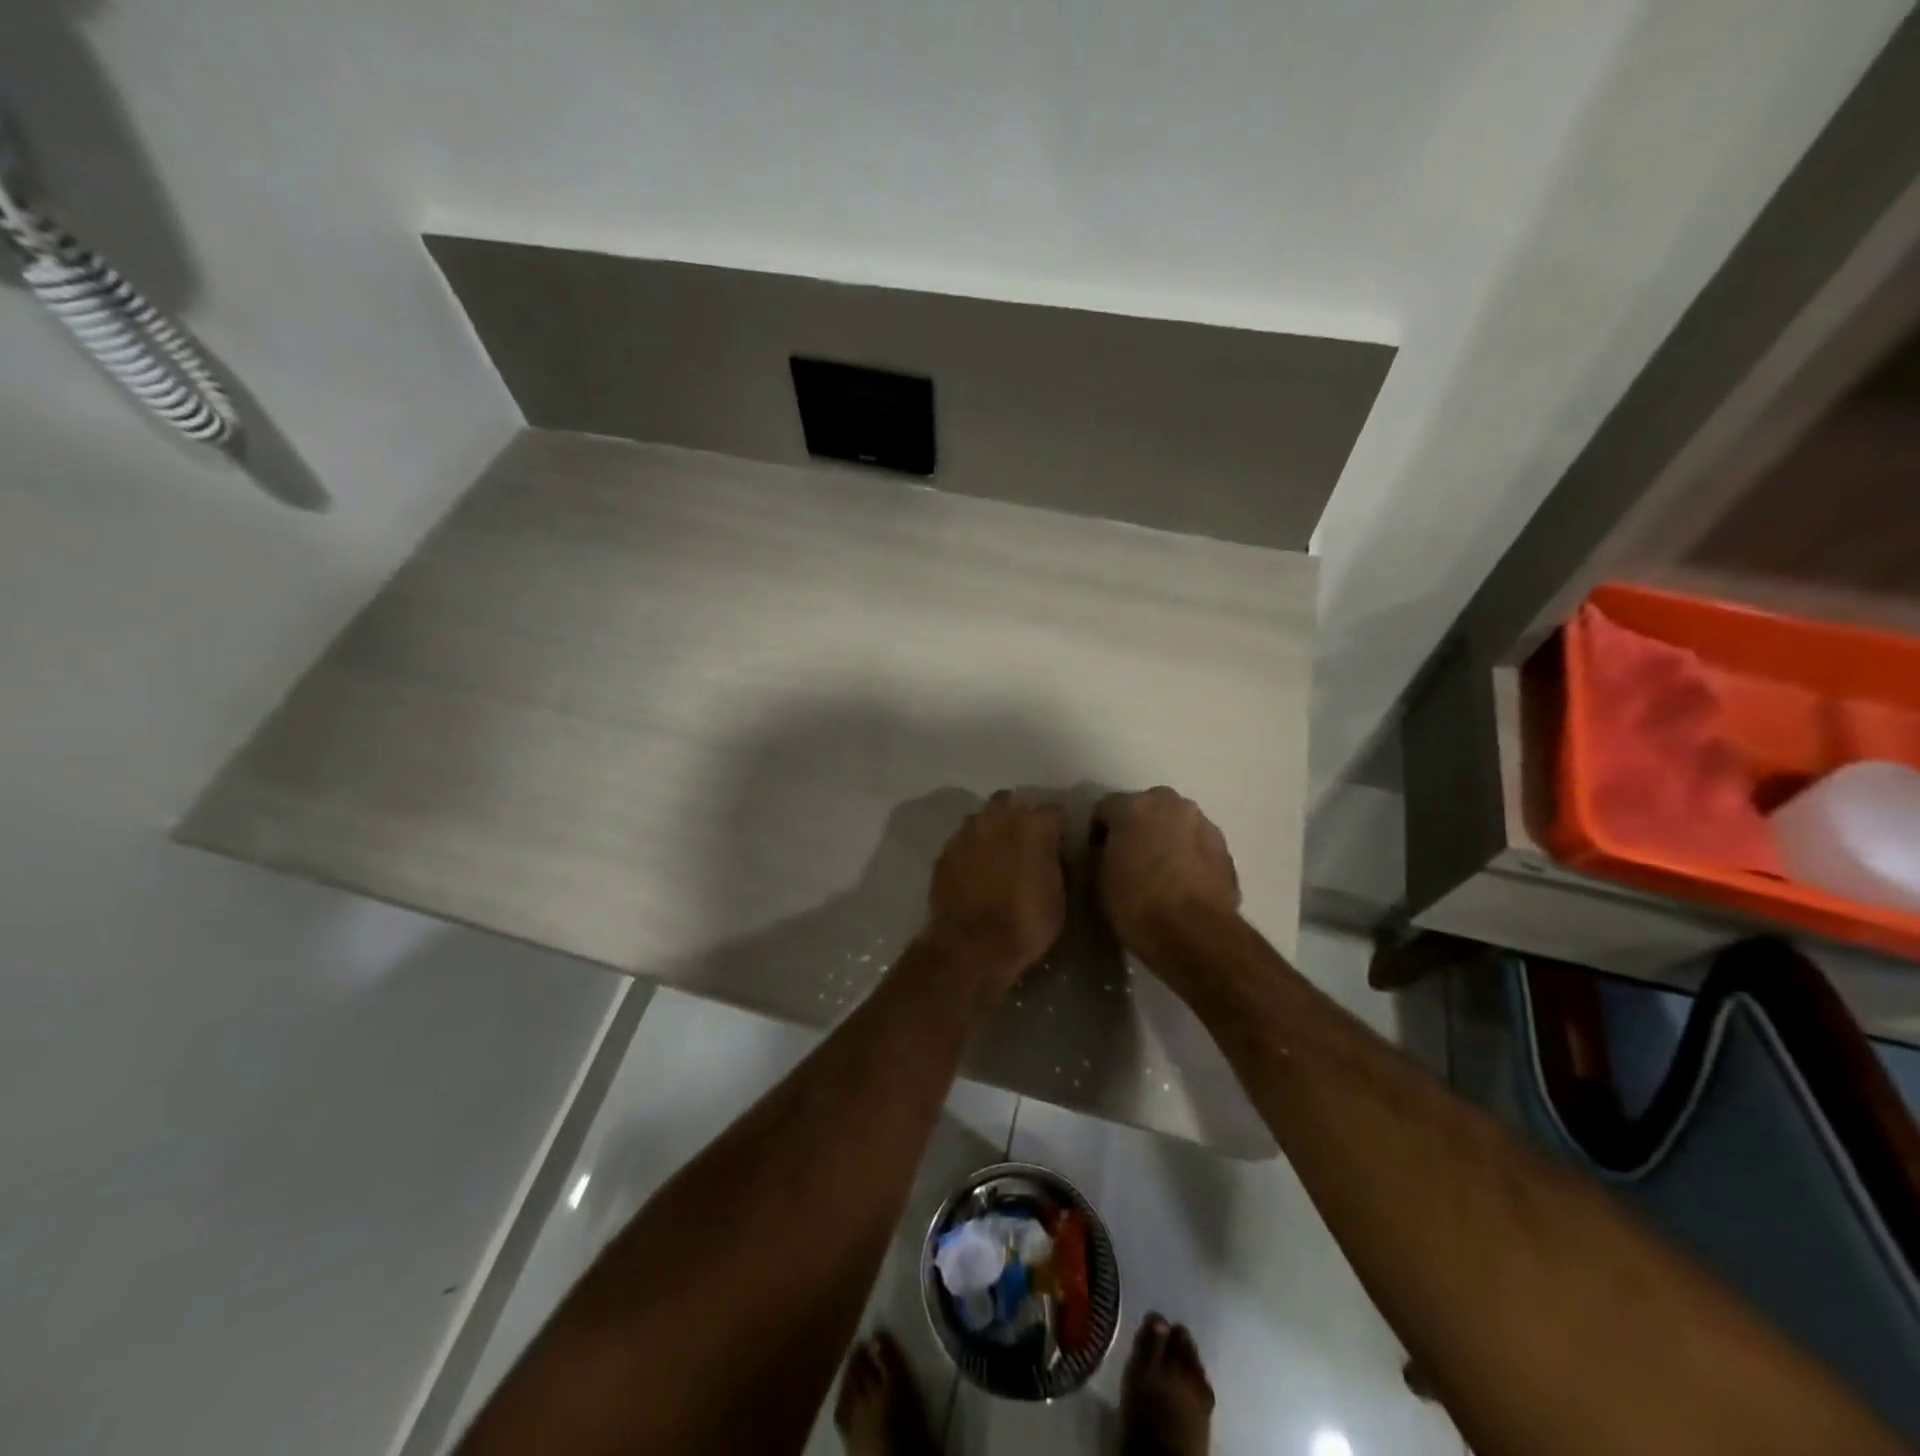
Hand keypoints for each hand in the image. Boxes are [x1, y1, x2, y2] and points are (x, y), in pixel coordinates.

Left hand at [925, 790, 1066, 1001]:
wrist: (970, 946)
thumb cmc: (1025, 924)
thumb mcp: (1058, 897)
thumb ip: (1055, 863)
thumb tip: (1052, 852)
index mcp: (1033, 826)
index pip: (1054, 811)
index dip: (1058, 828)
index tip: (1059, 844)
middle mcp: (998, 818)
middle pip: (1012, 802)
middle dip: (1019, 816)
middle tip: (1025, 842)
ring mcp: (967, 832)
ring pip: (983, 817)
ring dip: (992, 829)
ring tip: (997, 854)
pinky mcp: (945, 850)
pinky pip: (963, 840)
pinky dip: (972, 849)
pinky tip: (975, 870)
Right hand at [1093, 787, 1239, 964]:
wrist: (1194, 933)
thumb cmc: (1136, 904)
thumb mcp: (1102, 879)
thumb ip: (1104, 854)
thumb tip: (1111, 852)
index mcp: (1133, 807)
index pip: (1106, 808)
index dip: (1099, 832)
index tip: (1098, 855)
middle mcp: (1170, 804)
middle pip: (1147, 807)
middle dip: (1138, 827)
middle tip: (1130, 857)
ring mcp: (1203, 824)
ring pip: (1177, 824)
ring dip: (1167, 839)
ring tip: (1161, 872)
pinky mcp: (1225, 849)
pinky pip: (1198, 845)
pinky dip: (1190, 856)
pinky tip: (1184, 884)